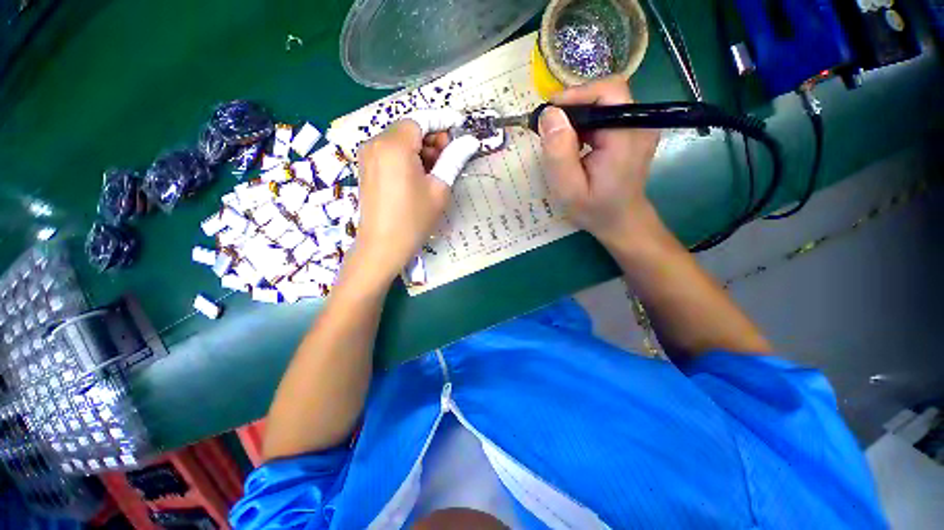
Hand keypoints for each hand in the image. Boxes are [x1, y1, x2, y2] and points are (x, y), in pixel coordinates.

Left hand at [347, 113, 479, 287]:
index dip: (443, 120)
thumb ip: (454, 159)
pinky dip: (408, 157)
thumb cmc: (413, 219)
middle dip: (432, 138)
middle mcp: (376, 143)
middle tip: (451, 155)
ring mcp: (368, 156)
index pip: (421, 120)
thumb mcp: (439, 189)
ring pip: (400, 140)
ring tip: (437, 170)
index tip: (461, 125)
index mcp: (394, 145)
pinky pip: (390, 153)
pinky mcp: (366, 168)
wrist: (382, 247)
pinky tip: (420, 175)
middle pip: (409, 129)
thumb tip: (470, 141)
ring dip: (421, 149)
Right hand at [539, 76, 660, 246]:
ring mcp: (638, 127)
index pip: (607, 92)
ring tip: (558, 140)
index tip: (547, 115)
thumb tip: (549, 114)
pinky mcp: (632, 132)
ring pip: (603, 104)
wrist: (620, 221)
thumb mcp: (569, 189)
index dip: (575, 96)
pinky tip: (574, 144)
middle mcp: (639, 124)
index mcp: (626, 136)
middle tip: (548, 130)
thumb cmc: (595, 210)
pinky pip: (605, 116)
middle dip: (572, 107)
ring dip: (577, 117)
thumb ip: (559, 154)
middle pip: (604, 95)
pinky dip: (585, 125)